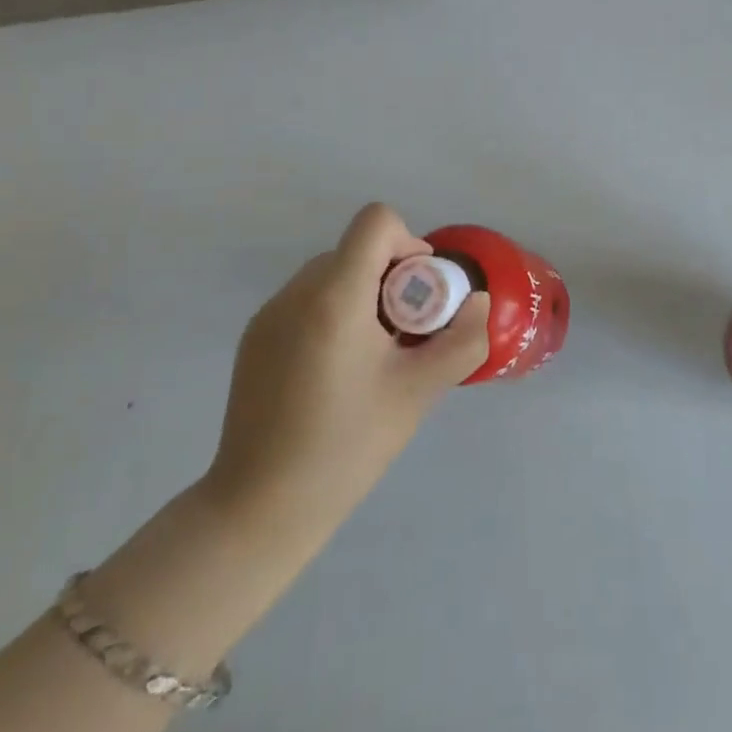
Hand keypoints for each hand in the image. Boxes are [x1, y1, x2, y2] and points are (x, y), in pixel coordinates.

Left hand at [201, 204, 489, 528]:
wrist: (259, 508)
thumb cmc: (347, 447)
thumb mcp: (418, 392)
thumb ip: (461, 340)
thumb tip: (477, 303)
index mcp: (335, 296)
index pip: (376, 222)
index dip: (409, 243)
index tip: (420, 294)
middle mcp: (296, 292)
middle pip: (355, 249)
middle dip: (391, 278)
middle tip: (404, 335)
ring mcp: (268, 314)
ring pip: (330, 274)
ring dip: (362, 296)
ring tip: (372, 358)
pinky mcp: (254, 338)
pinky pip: (305, 301)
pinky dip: (332, 314)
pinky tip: (335, 373)